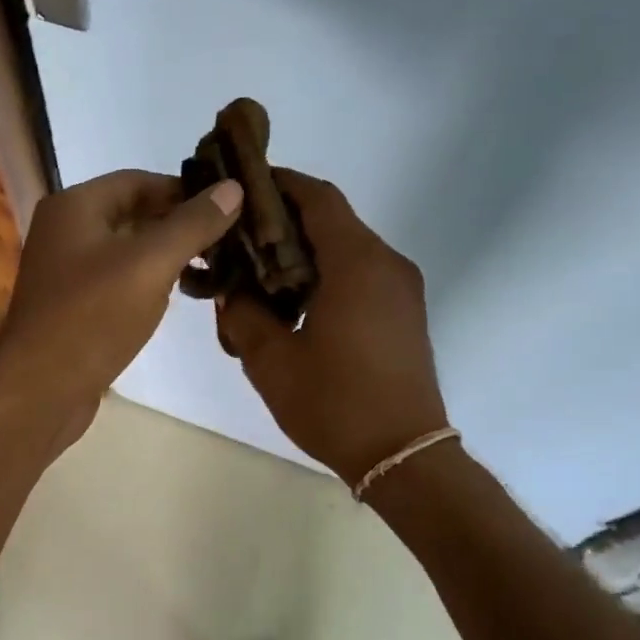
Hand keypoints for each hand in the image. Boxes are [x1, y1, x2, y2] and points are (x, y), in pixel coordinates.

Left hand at [0, 169, 243, 449]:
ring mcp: (65, 272)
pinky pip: (116, 282)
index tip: (226, 207)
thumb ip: (193, 224)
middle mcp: (64, 231)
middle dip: (178, 225)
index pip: (138, 181)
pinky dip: (146, 284)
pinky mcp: (71, 307)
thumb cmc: (93, 317)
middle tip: (227, 240)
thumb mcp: (151, 263)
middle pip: (132, 214)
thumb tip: (233, 187)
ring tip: (210, 268)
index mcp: (74, 206)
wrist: (40, 390)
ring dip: (165, 256)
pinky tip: (174, 299)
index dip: (184, 190)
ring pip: (126, 251)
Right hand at [217, 170, 449, 485]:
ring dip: (305, 253)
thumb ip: (244, 315)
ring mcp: (402, 289)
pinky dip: (327, 276)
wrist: (404, 456)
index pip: (317, 197)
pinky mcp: (405, 314)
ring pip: (347, 250)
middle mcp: (386, 263)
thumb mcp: (271, 361)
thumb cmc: (335, 405)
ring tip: (261, 277)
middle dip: (285, 222)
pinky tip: (296, 306)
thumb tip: (234, 290)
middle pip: (332, 221)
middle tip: (239, 239)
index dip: (280, 183)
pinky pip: (362, 276)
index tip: (243, 186)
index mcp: (356, 263)